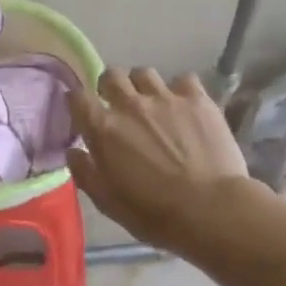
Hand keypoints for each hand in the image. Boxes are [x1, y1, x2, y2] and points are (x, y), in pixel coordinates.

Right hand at [68, 68, 256, 256]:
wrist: (212, 210)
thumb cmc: (155, 213)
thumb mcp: (108, 202)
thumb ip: (85, 172)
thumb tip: (73, 151)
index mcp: (103, 128)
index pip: (77, 98)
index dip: (76, 102)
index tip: (82, 112)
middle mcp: (130, 104)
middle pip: (111, 75)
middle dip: (109, 86)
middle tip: (117, 105)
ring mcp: (165, 98)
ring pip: (144, 73)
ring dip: (142, 85)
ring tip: (151, 103)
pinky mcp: (198, 100)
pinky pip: (183, 79)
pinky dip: (180, 90)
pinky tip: (184, 105)